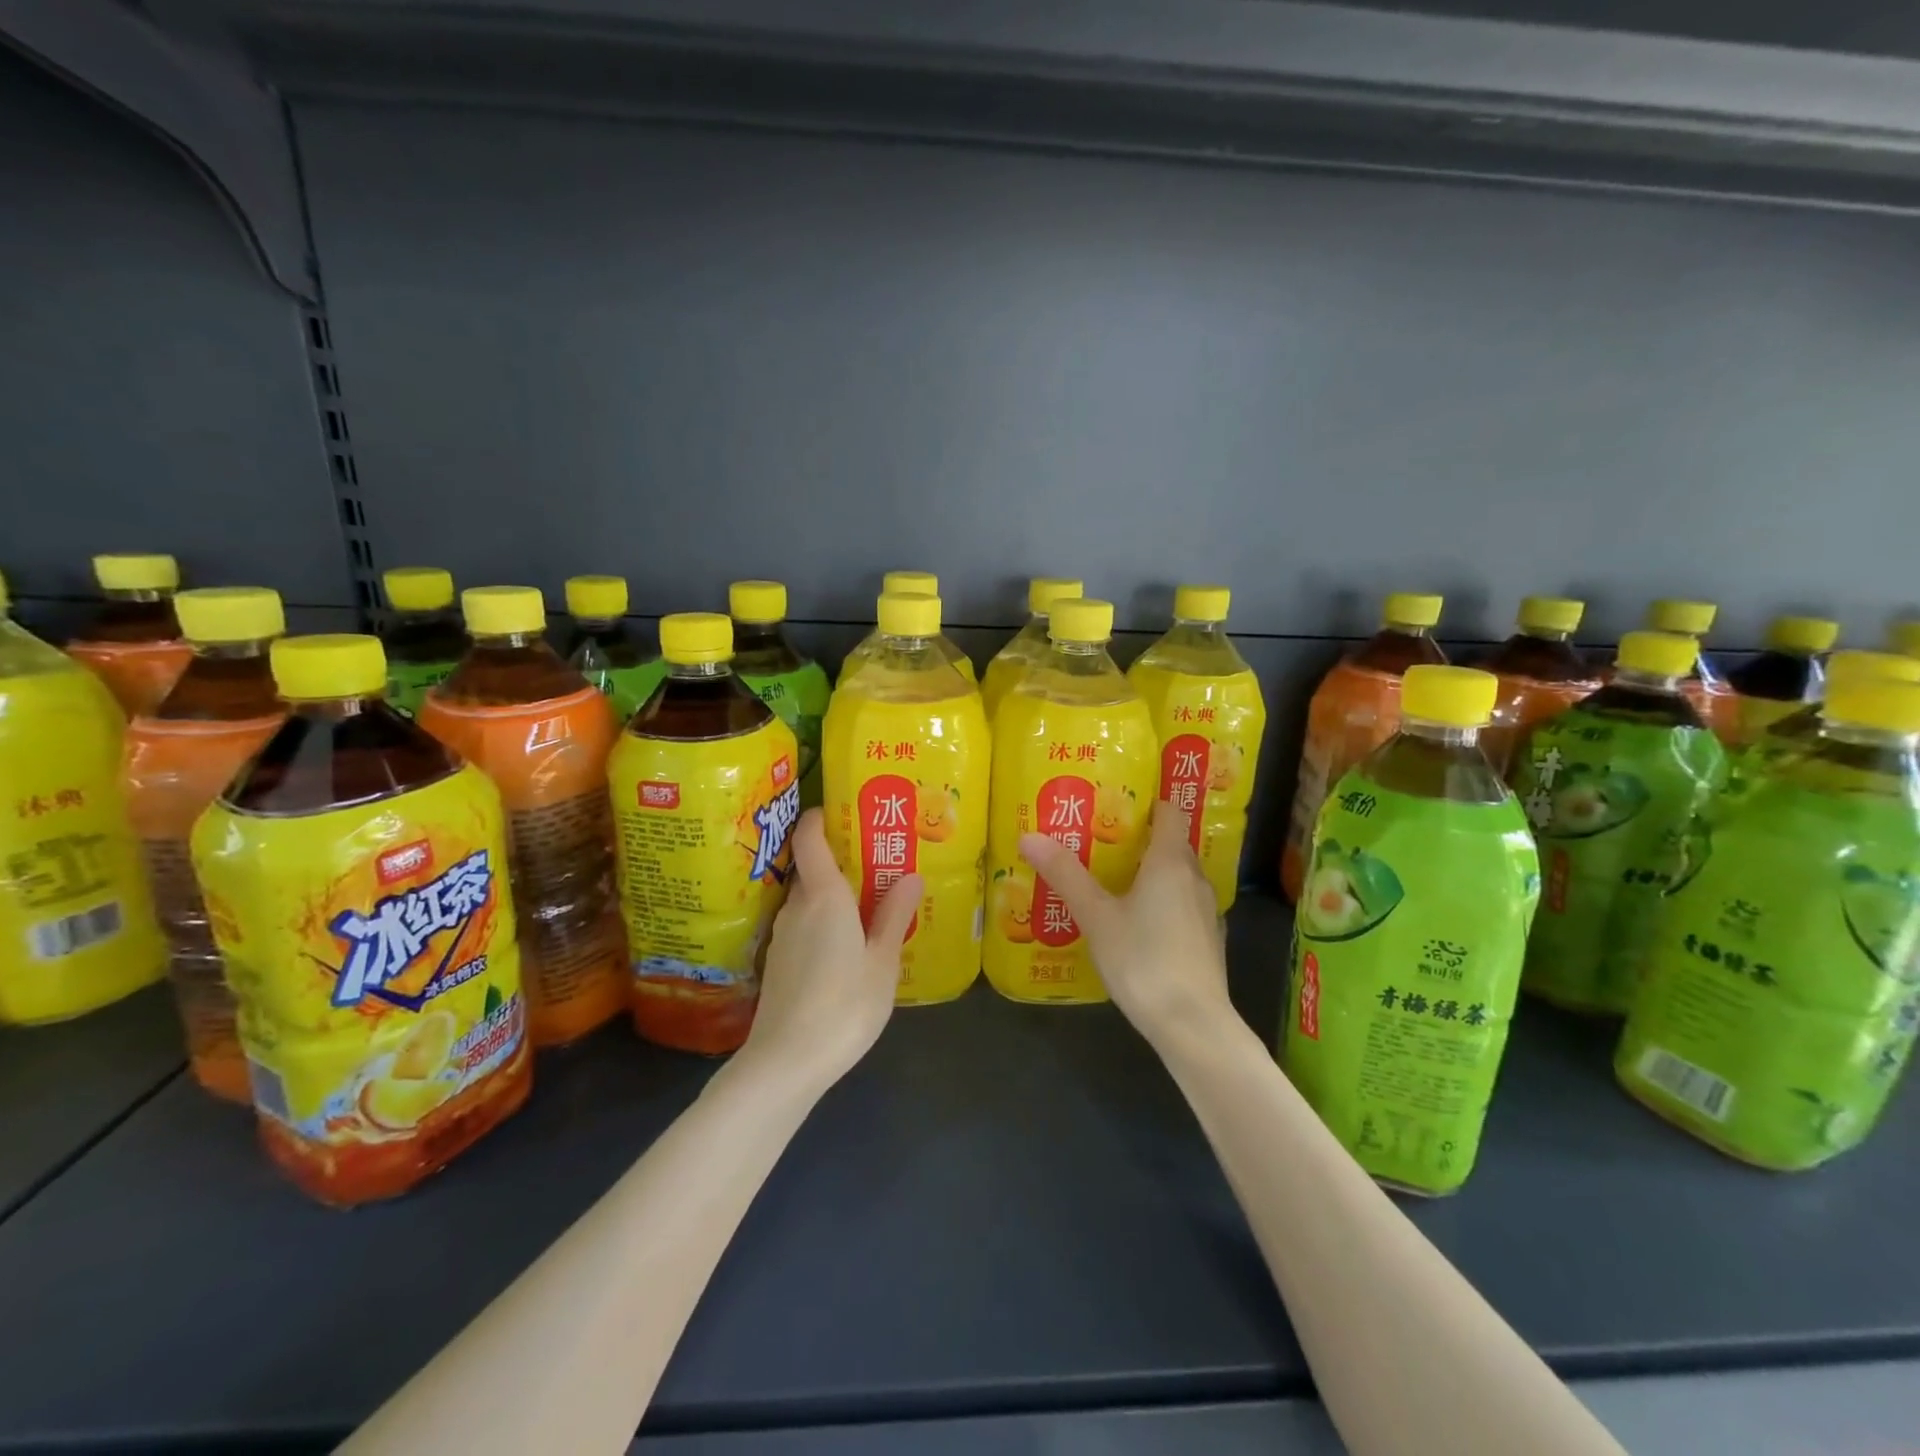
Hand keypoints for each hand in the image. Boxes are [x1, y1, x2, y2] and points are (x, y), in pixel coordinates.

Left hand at [741, 808, 923, 1094]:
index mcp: (823, 897)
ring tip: (869, 904)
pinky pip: (804, 925)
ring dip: (834, 895)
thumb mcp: (882, 961)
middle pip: (813, 868)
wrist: (786, 1062)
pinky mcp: (779, 962)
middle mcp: (797, 907)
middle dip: (841, 860)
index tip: (843, 811)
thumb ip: (894, 916)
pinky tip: (846, 945)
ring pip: (808, 900)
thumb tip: (910, 876)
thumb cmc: (844, 1005)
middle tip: (877, 863)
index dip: (821, 817)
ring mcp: (783, 935)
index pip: (810, 838)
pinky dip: (824, 921)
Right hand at [1020, 801, 1232, 1050]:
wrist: (1193, 1025)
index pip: (1168, 812)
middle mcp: (1194, 878)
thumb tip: (1029, 836)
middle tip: (1099, 839)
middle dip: (1138, 838)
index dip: (1146, 802)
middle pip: (1170, 844)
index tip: (1114, 802)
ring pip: (1177, 877)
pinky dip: (1161, 902)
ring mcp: (1206, 911)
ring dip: (1150, 873)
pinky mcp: (1207, 940)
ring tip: (1112, 879)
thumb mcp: (1096, 916)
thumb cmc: (1143, 960)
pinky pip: (1182, 905)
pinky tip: (1136, 922)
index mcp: (1170, 862)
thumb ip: (1065, 874)